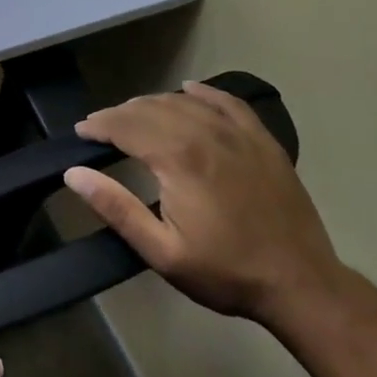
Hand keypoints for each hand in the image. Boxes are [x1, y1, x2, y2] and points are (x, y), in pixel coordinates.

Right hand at [65, 80, 342, 329]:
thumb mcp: (162, 252)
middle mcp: (205, 133)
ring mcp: (237, 134)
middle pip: (150, 108)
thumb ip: (116, 208)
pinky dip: (204, 92)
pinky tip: (189, 90)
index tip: (81, 132)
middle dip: (119, 114)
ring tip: (135, 116)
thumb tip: (74, 174)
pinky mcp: (262, 140)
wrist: (302, 286)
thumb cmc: (226, 272)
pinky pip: (227, 102)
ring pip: (183, 101)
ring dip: (153, 104)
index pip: (125, 125)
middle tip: (101, 128)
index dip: (98, 125)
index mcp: (178, 158)